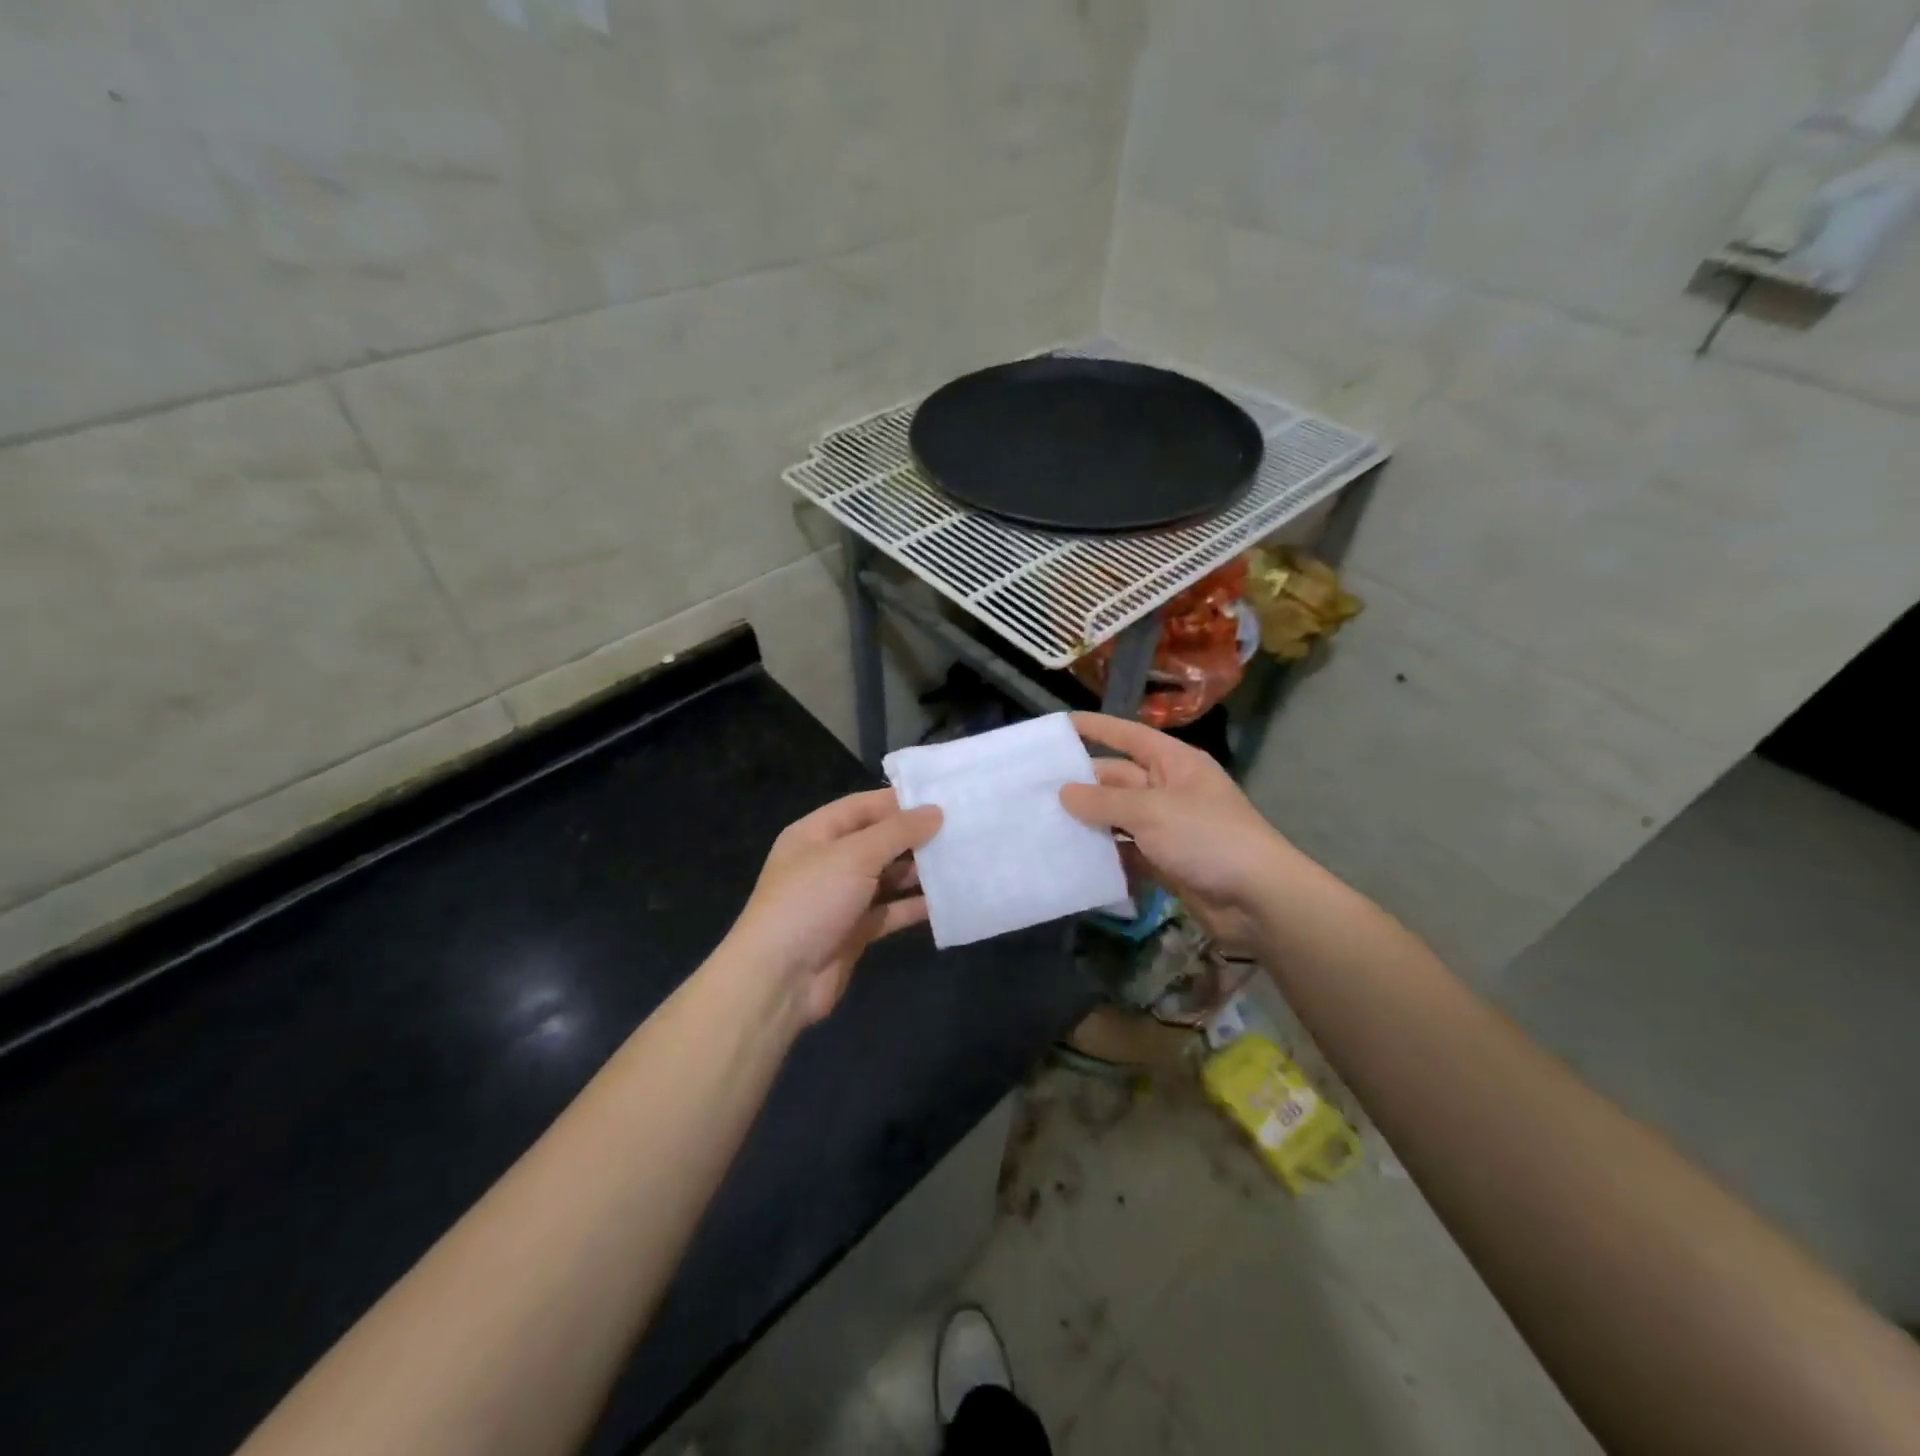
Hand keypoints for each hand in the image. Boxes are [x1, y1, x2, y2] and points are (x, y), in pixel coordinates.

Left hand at [723, 789, 942, 1026]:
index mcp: (816, 833)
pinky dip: (914, 906)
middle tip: (962, 829)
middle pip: (878, 841)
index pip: (863, 806)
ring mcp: (841, 898)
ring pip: (887, 876)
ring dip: (919, 871)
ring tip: (962, 861)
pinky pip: (890, 911)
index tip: (944, 798)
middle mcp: (828, 861)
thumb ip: (897, 832)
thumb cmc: (811, 901)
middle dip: (915, 836)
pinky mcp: (854, 930)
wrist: (779, 978)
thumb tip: (935, 811)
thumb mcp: (854, 856)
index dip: (900, 801)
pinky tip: (947, 901)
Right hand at [1060, 712, 1297, 952]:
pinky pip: (1126, 850)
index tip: (1060, 726)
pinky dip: (1104, 854)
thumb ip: (1104, 801)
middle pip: (1118, 779)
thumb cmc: (1207, 837)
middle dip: (1082, 783)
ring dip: (1089, 821)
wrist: (1257, 898)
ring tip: (1044, 822)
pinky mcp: (1165, 861)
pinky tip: (1072, 857)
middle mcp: (1169, 790)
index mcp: (1174, 763)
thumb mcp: (1151, 811)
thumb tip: (1064, 792)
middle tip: (1036, 789)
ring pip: (1118, 818)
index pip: (1129, 736)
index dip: (1097, 728)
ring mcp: (1167, 828)